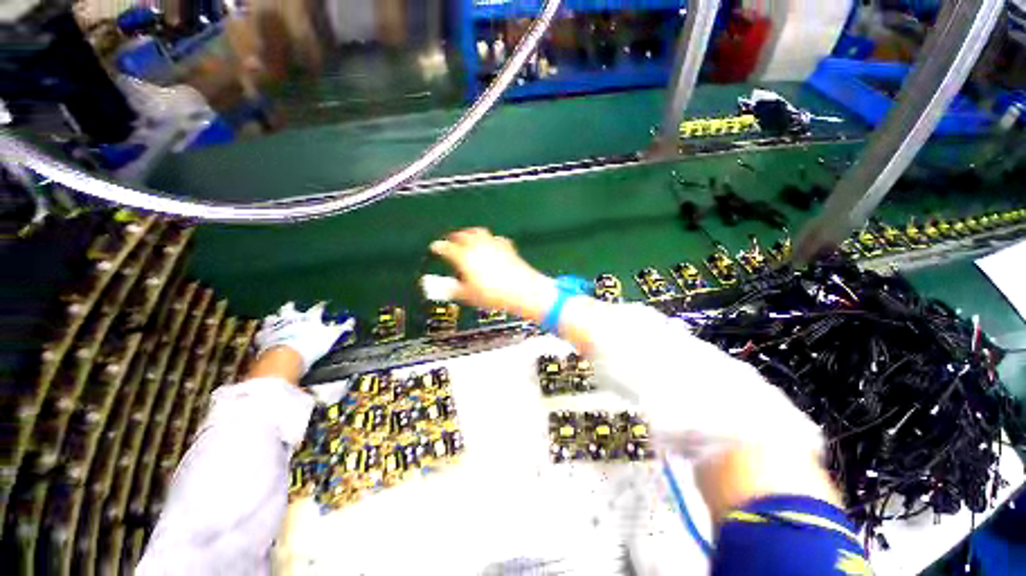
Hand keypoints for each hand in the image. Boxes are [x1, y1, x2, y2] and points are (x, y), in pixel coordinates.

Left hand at [253, 302, 353, 374]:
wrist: (285, 356)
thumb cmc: (311, 345)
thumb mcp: (331, 337)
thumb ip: (342, 328)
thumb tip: (352, 320)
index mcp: (310, 317)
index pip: (317, 308)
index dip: (321, 306)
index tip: (324, 303)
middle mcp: (292, 317)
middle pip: (290, 308)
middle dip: (292, 306)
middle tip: (293, 305)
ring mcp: (275, 326)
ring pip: (273, 317)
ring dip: (275, 317)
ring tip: (275, 318)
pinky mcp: (262, 336)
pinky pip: (261, 332)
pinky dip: (263, 333)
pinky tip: (263, 334)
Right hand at [429, 228, 556, 321]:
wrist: (521, 290)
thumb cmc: (492, 295)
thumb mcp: (468, 295)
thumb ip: (452, 289)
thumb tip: (440, 287)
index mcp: (464, 256)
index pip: (446, 248)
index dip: (439, 247)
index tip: (435, 247)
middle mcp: (477, 246)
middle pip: (462, 235)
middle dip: (455, 237)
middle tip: (451, 240)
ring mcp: (493, 244)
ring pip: (478, 232)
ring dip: (471, 233)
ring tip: (468, 237)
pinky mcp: (507, 246)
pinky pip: (495, 238)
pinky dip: (490, 240)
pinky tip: (491, 244)